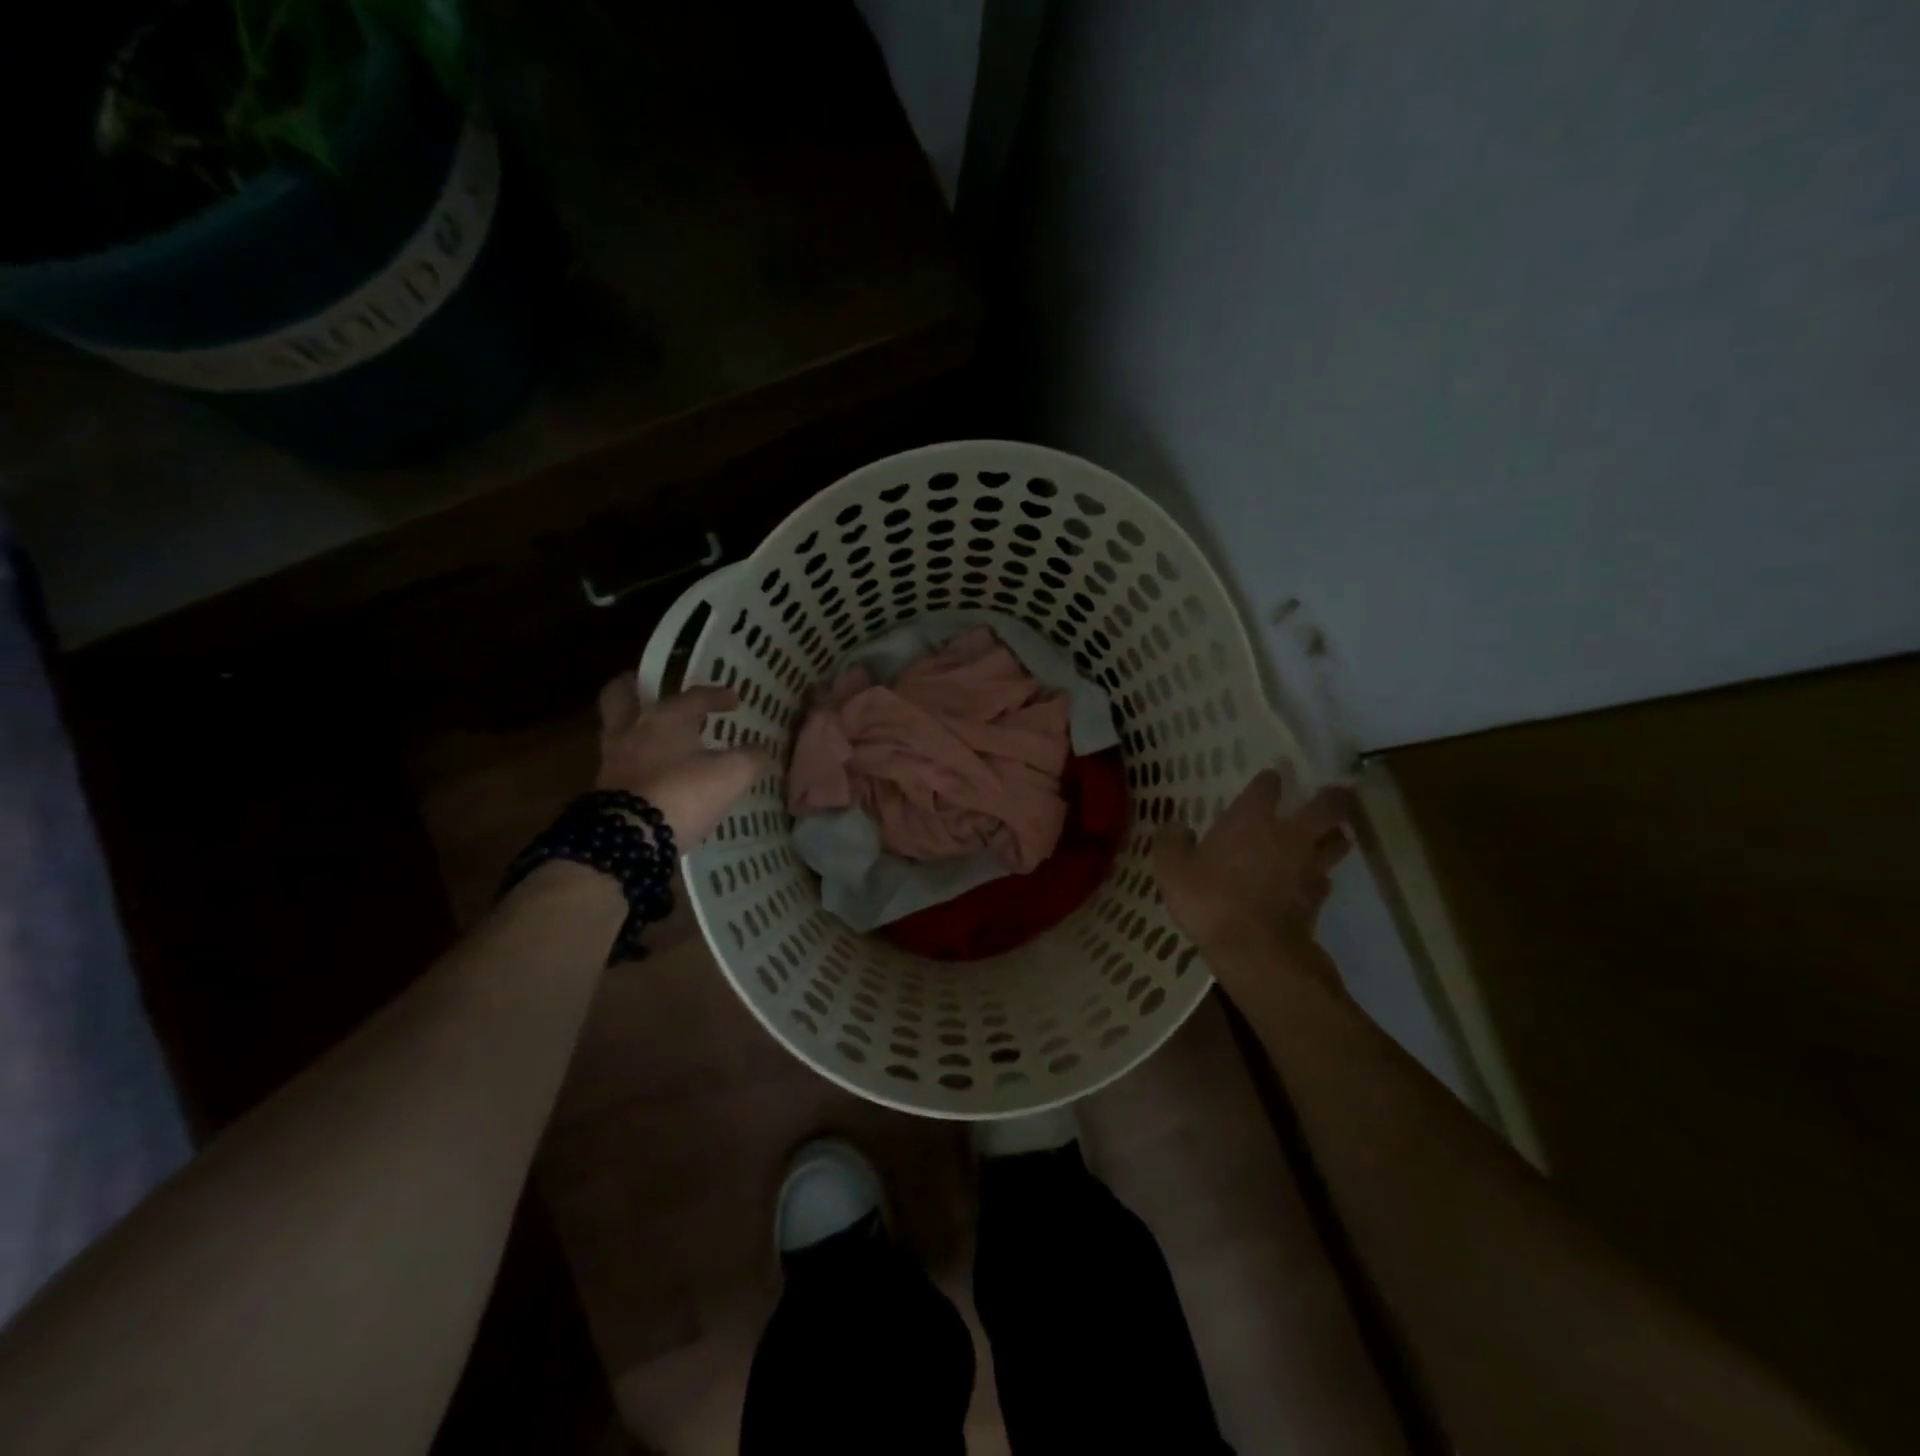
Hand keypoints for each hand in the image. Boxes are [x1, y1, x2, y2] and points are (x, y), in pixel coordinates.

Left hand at [594, 676, 769, 847]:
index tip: (735, 701)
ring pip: (617, 729)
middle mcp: (633, 730)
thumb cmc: (683, 793)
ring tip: (657, 735)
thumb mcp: (732, 775)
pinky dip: (635, 761)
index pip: (694, 696)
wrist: (630, 839)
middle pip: (621, 695)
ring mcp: (613, 760)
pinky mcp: (604, 790)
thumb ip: (750, 758)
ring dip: (635, 727)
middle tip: (652, 689)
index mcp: (665, 717)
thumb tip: (763, 751)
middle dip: (635, 688)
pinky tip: (653, 771)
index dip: (717, 695)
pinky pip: (620, 763)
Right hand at [1153, 770, 1355, 993]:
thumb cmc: (1209, 900)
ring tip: (1331, 835)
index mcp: (1251, 819)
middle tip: (1334, 793)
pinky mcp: (1318, 898)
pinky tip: (1311, 881)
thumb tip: (1175, 825)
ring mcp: (1308, 866)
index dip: (1269, 780)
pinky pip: (1326, 879)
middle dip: (1332, 798)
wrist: (1255, 950)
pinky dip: (1321, 876)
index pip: (1267, 786)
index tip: (1271, 777)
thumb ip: (1171, 842)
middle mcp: (1288, 835)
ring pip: (1337, 841)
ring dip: (1336, 836)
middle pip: (1325, 807)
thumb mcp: (1171, 869)